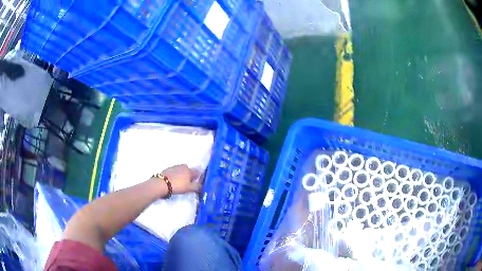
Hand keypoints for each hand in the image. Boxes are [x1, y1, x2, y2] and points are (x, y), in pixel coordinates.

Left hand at [161, 164, 201, 193]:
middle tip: (188, 184)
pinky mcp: (168, 169)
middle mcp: (183, 166)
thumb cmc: (178, 185)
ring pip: (181, 170)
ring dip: (182, 175)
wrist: (162, 183)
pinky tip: (173, 181)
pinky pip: (175, 172)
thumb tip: (202, 186)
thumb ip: (197, 187)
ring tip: (180, 183)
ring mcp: (175, 167)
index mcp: (189, 170)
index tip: (197, 183)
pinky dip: (175, 175)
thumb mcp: (189, 188)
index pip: (197, 172)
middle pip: (188, 170)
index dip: (198, 177)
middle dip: (189, 175)